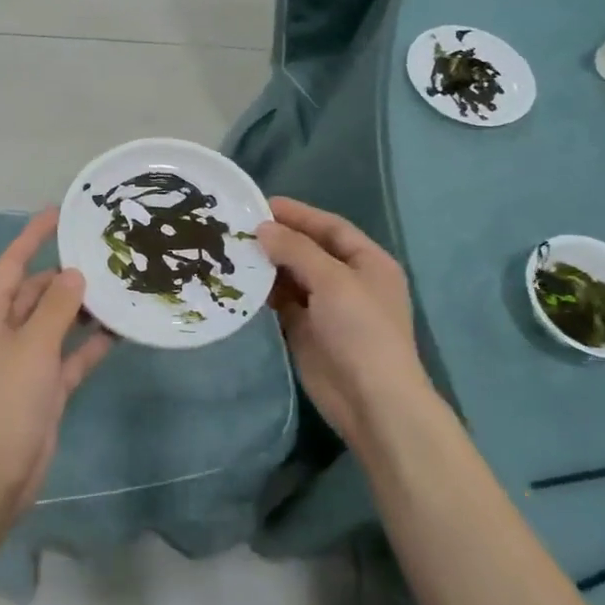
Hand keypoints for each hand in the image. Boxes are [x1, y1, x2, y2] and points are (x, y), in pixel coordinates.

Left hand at [0, 208, 113, 516]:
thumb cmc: (5, 400)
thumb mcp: (32, 346)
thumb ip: (57, 307)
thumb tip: (75, 273)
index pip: (14, 262)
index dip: (35, 236)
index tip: (62, 211)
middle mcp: (7, 330)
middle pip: (39, 291)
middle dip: (68, 274)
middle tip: (108, 253)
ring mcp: (27, 360)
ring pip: (59, 322)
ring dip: (84, 308)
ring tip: (122, 284)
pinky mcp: (47, 386)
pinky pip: (72, 355)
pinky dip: (92, 343)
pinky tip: (122, 328)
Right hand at [255, 198, 427, 444]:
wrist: (371, 400)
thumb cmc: (361, 330)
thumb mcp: (332, 280)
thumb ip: (296, 250)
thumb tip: (263, 228)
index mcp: (368, 262)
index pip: (330, 227)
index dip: (299, 214)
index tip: (261, 204)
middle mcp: (348, 280)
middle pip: (310, 250)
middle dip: (278, 238)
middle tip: (239, 227)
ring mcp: (328, 307)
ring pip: (293, 275)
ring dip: (268, 263)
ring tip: (233, 249)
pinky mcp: (307, 330)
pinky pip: (283, 301)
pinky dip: (264, 291)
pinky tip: (241, 281)